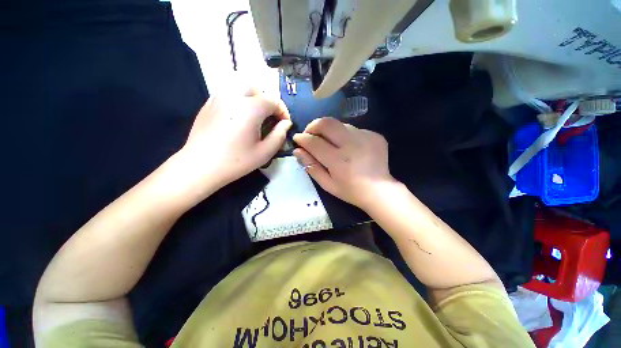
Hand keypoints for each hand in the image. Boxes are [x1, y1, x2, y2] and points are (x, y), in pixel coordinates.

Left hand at [178, 89, 291, 193]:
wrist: (200, 167)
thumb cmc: (236, 161)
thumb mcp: (265, 152)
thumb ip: (279, 135)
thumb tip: (286, 123)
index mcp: (250, 108)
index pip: (273, 100)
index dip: (282, 111)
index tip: (285, 123)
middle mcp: (233, 96)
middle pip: (255, 86)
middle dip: (266, 99)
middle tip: (269, 116)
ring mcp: (218, 98)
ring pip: (239, 86)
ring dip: (252, 97)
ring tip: (255, 116)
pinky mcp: (208, 104)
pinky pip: (228, 93)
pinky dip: (238, 100)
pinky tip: (238, 118)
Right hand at [293, 117, 395, 209]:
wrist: (380, 190)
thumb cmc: (351, 191)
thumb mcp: (327, 184)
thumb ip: (311, 167)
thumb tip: (297, 151)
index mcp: (339, 160)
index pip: (314, 142)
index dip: (302, 139)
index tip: (297, 138)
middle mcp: (352, 144)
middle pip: (327, 123)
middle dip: (313, 126)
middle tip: (310, 134)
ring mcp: (365, 137)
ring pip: (340, 124)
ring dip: (329, 130)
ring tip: (329, 142)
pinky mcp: (375, 135)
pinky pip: (354, 129)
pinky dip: (345, 135)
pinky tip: (347, 146)